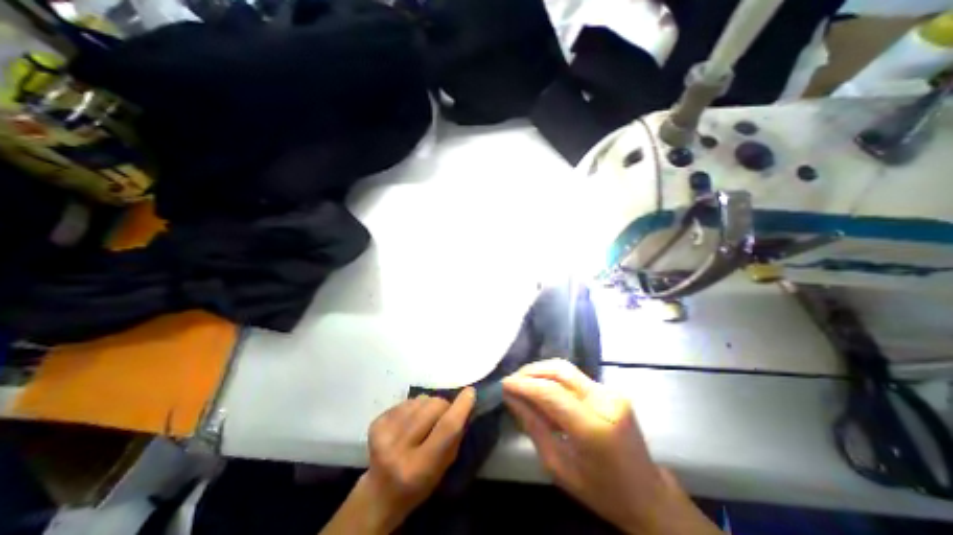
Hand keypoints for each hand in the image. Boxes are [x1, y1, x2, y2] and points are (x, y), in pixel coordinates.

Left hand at [323, 389, 474, 534]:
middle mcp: (398, 449)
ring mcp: (383, 434)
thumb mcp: (443, 468)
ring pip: (421, 399)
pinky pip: (407, 400)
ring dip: (428, 405)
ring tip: (424, 420)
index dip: (460, 408)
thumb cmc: (419, 483)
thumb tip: (464, 405)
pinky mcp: (376, 422)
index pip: (446, 429)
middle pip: (433, 407)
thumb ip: (454, 437)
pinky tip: (410, 421)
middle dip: (444, 406)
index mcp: (418, 468)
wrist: (380, 492)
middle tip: (443, 415)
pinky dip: (415, 406)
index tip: (470, 392)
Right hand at [501, 360, 719, 534]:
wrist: (647, 494)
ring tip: (523, 381)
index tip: (504, 383)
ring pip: (567, 369)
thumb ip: (533, 427)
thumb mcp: (558, 467)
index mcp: (593, 428)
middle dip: (531, 371)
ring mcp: (611, 392)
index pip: (551, 392)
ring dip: (541, 371)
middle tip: (512, 380)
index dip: (524, 384)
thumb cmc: (600, 490)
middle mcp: (605, 402)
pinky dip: (554, 378)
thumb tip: (511, 397)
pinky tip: (542, 387)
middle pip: (560, 371)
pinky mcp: (611, 390)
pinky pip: (575, 377)